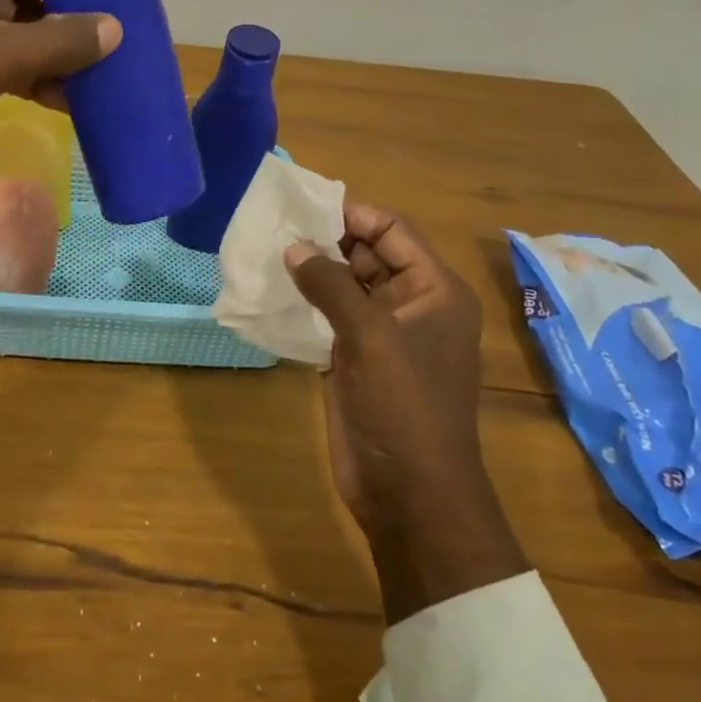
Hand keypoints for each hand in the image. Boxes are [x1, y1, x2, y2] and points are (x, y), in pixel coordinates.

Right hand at [286, 203, 527, 622]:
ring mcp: (383, 334)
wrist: (410, 492)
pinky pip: (331, 317)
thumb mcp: (370, 336)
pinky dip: (306, 304)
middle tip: (275, 229)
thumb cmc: (404, 405)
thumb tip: (292, 248)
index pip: (392, 230)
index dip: (351, 216)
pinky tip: (272, 294)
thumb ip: (331, 284)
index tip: (302, 209)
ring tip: (266, 255)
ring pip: (345, 286)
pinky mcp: (357, 359)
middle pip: (368, 254)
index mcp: (434, 290)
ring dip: (311, 272)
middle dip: (325, 242)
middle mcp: (412, 304)